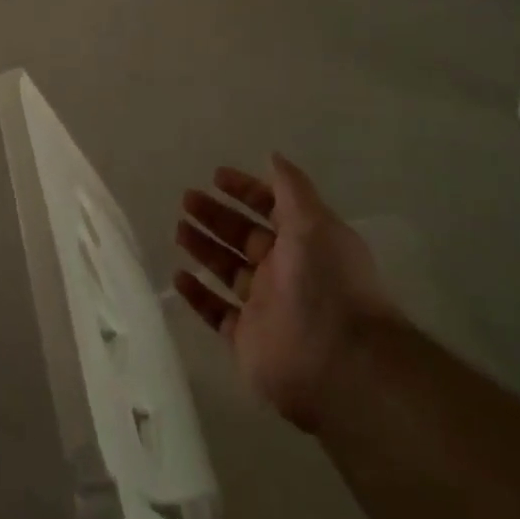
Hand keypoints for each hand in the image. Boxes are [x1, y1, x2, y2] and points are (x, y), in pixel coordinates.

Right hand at [174, 154, 393, 433]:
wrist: (341, 363)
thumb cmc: (327, 283)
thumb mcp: (313, 222)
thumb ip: (291, 188)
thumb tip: (273, 155)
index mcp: (303, 243)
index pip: (270, 209)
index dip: (245, 191)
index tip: (216, 177)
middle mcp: (284, 271)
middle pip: (243, 237)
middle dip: (216, 216)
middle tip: (186, 199)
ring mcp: (264, 307)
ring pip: (227, 270)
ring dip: (204, 248)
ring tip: (178, 229)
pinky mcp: (247, 339)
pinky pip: (216, 313)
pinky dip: (198, 295)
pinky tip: (178, 276)